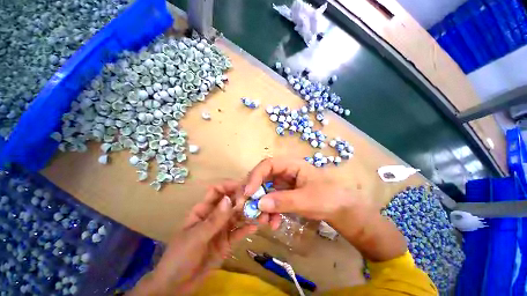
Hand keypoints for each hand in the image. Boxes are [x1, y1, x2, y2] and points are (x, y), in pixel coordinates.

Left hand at [130, 180, 257, 295]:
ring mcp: (222, 228)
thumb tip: (229, 200)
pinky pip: (238, 231)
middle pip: (230, 201)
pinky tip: (255, 226)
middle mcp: (215, 215)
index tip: (243, 187)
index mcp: (203, 209)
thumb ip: (214, 220)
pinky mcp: (227, 240)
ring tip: (259, 212)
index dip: (229, 186)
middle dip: (242, 199)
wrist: (177, 286)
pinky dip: (246, 228)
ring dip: (247, 212)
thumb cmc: (180, 257)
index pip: (217, 190)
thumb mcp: (196, 237)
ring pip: (236, 215)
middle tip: (255, 200)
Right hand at [242, 157, 406, 261]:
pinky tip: (273, 222)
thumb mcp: (306, 200)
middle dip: (255, 192)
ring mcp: (284, 183)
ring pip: (265, 190)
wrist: (341, 209)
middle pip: (263, 177)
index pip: (268, 165)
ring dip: (261, 205)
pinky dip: (269, 210)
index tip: (248, 192)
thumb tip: (259, 204)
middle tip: (248, 208)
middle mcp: (285, 171)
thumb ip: (283, 201)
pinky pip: (271, 199)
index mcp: (291, 165)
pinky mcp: (284, 193)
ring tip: (263, 220)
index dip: (256, 176)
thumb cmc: (328, 198)